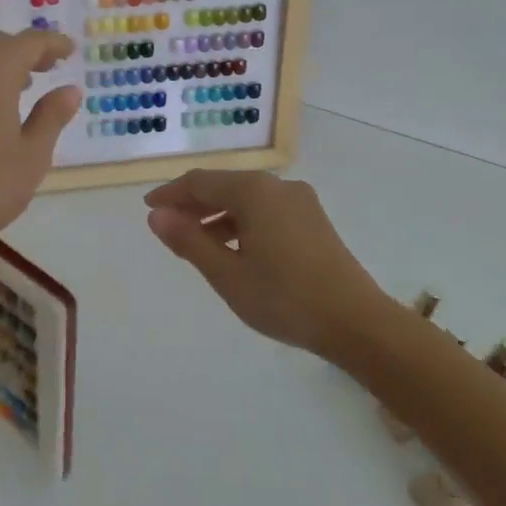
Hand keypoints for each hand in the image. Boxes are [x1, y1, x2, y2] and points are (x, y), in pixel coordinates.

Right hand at [144, 169, 387, 356]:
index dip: (171, 194)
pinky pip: (266, 211)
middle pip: (224, 187)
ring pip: (246, 200)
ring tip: (197, 244)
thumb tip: (156, 215)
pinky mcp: (313, 221)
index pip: (200, 182)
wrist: (357, 323)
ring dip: (217, 216)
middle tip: (169, 228)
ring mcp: (300, 202)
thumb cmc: (284, 297)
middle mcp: (277, 187)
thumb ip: (189, 241)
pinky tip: (235, 250)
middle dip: (193, 205)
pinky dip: (242, 223)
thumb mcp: (227, 274)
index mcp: (254, 191)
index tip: (149, 208)